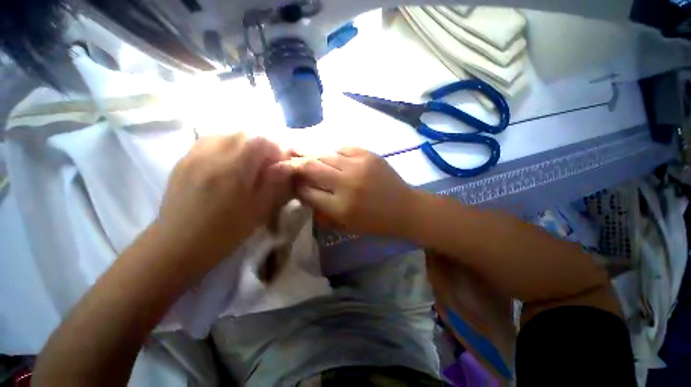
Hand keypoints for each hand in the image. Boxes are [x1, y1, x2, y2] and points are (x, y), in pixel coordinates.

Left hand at [156, 133, 292, 263]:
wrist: (178, 244)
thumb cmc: (224, 232)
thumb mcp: (258, 210)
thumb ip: (274, 184)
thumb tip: (286, 166)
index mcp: (232, 171)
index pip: (260, 141)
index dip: (277, 149)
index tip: (282, 163)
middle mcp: (211, 155)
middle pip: (244, 133)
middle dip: (263, 144)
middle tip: (268, 161)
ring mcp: (193, 155)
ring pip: (226, 133)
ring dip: (245, 143)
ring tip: (251, 160)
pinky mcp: (184, 159)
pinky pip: (210, 140)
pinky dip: (227, 144)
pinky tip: (230, 160)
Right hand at [292, 147, 415, 236]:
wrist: (404, 209)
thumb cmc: (375, 223)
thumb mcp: (346, 224)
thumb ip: (322, 208)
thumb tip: (303, 190)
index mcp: (340, 207)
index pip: (307, 191)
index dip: (295, 185)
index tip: (289, 181)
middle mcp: (346, 184)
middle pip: (311, 167)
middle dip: (294, 163)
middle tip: (285, 160)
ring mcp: (358, 166)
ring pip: (325, 154)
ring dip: (312, 155)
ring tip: (304, 154)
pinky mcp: (368, 155)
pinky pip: (343, 148)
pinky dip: (334, 152)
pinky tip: (334, 157)